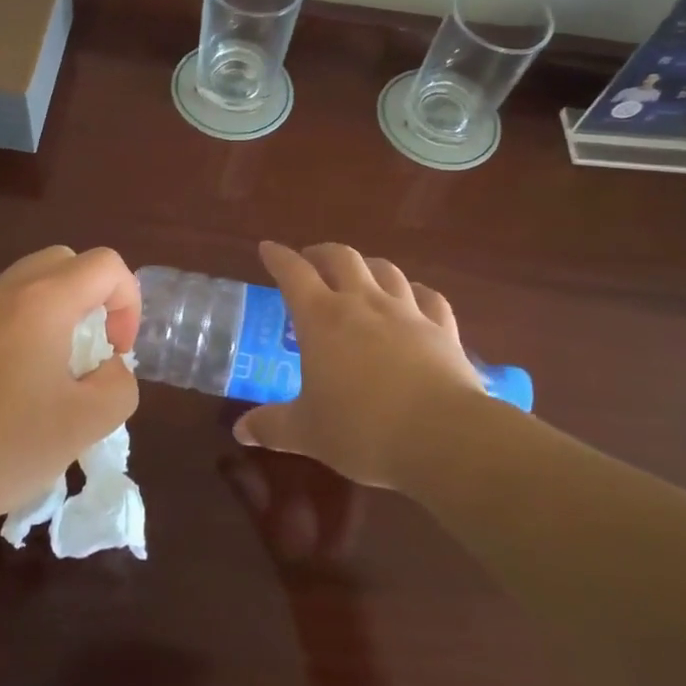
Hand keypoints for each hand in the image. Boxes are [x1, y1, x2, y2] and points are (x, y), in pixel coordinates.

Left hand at [0, 246, 140, 534]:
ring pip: (28, 286)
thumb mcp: (81, 427)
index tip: (115, 354)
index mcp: (42, 301)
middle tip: (87, 355)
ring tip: (46, 378)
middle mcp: (2, 289)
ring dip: (54, 316)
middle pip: (66, 263)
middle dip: (93, 300)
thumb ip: (118, 386)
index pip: (106, 264)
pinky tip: (1, 391)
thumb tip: (109, 366)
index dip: (128, 302)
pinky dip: (18, 331)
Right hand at [232, 241, 490, 488]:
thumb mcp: (308, 432)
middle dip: (322, 253)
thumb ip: (272, 426)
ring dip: (367, 265)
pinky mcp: (442, 329)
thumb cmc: (362, 430)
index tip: (268, 248)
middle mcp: (363, 303)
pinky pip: (428, 297)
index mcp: (322, 318)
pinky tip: (414, 297)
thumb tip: (241, 431)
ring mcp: (407, 312)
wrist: (443, 437)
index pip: (293, 273)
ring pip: (385, 270)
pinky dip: (416, 291)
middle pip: (341, 258)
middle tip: (311, 261)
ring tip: (359, 274)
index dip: (278, 257)